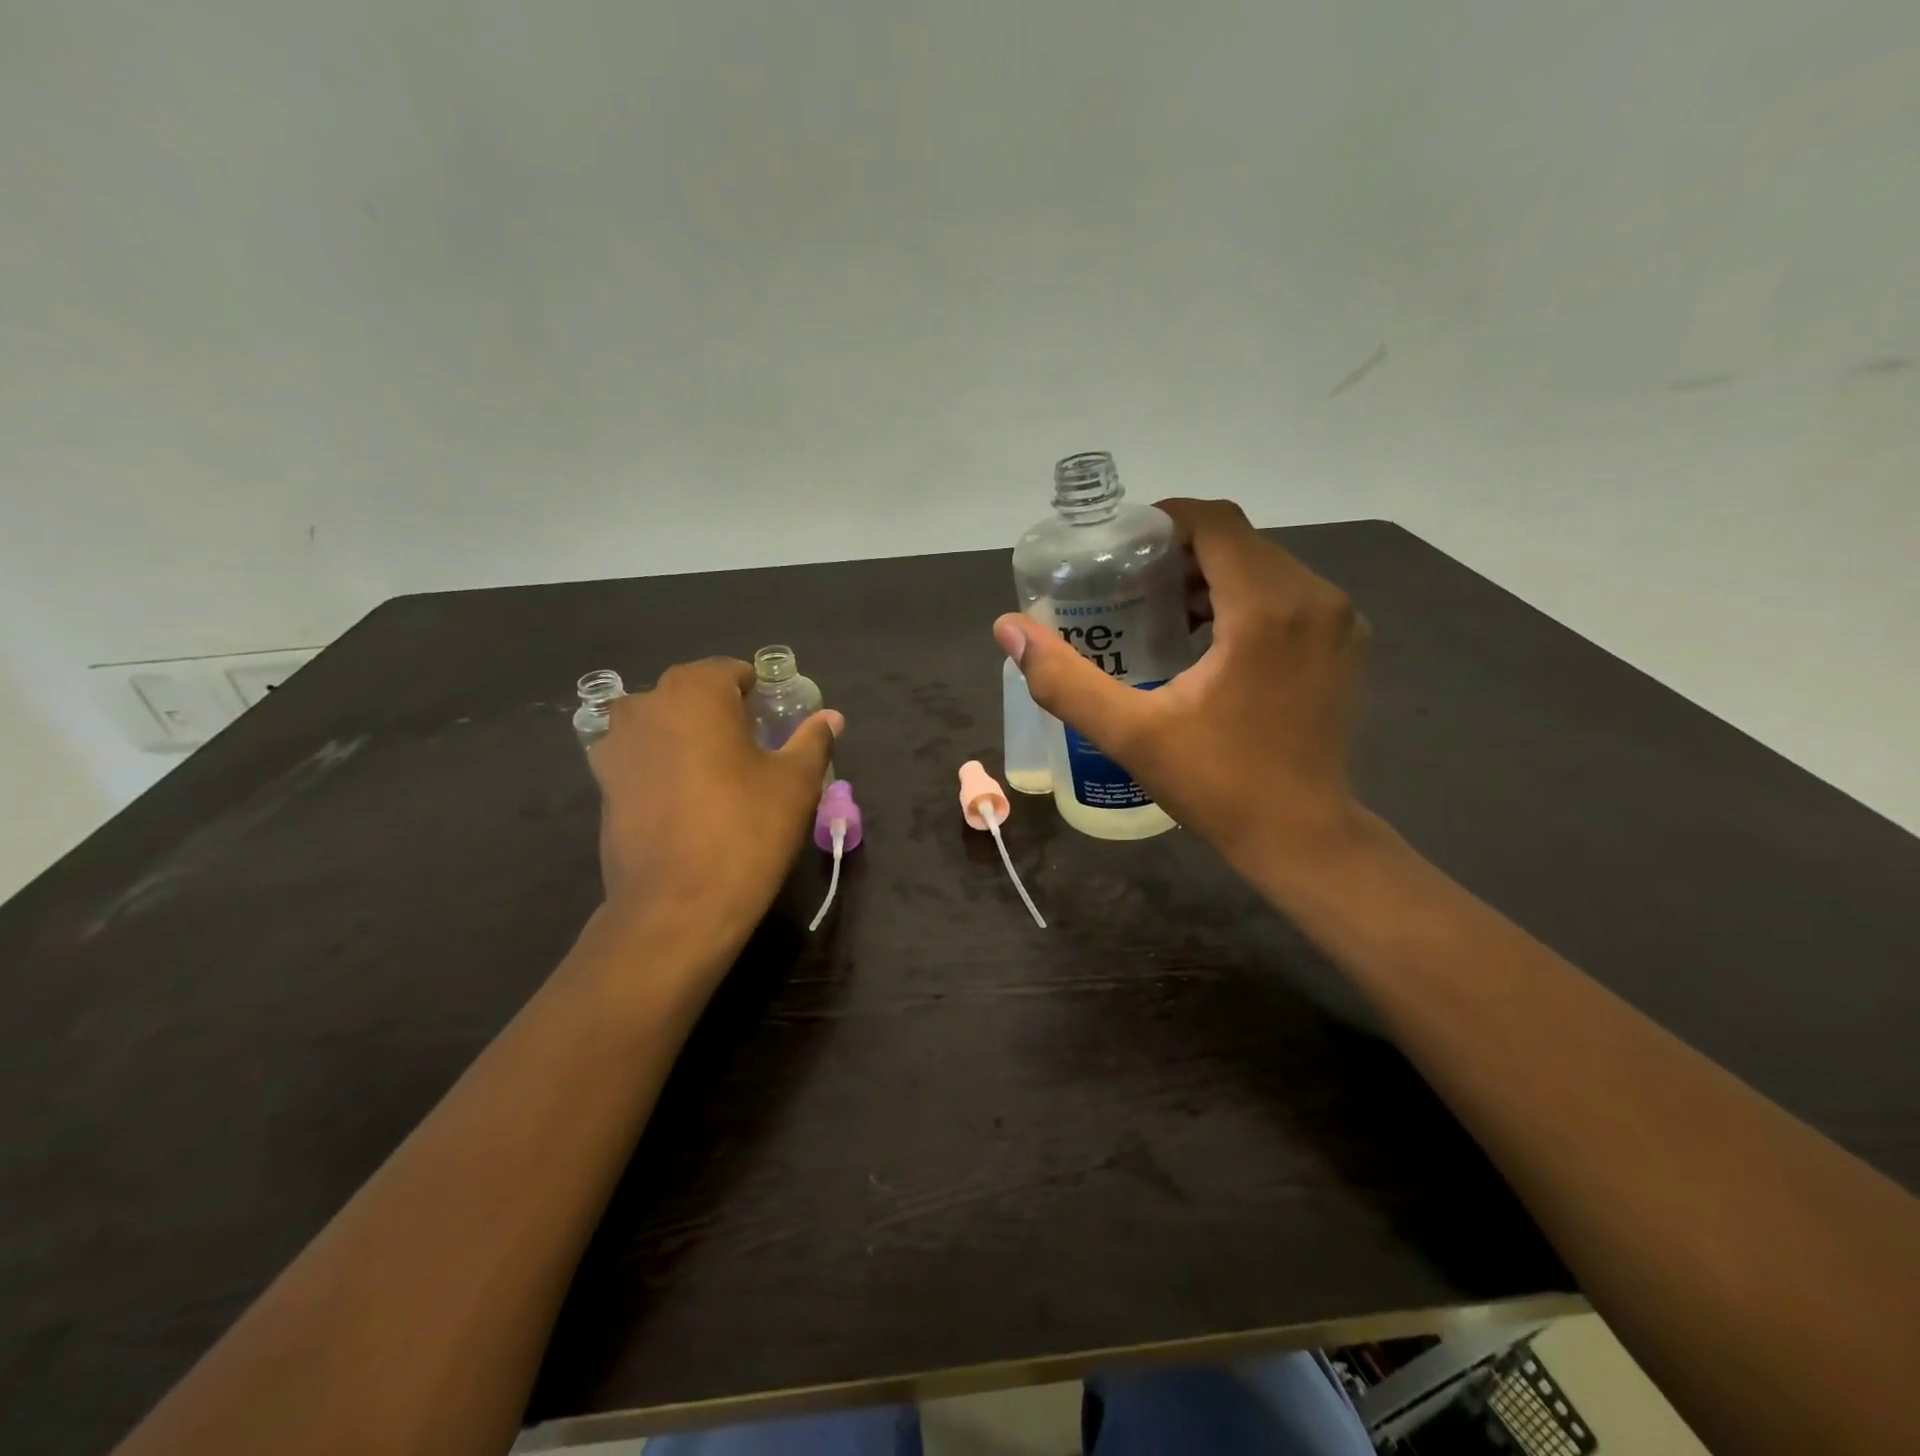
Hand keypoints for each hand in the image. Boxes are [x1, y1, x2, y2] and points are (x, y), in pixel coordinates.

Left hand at [589, 659, 842, 966]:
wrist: (676, 905)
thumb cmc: (745, 830)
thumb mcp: (795, 782)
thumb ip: (813, 739)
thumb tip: (831, 717)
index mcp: (695, 691)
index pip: (733, 672)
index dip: (760, 695)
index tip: (777, 725)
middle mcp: (646, 704)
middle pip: (694, 695)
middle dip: (723, 714)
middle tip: (755, 752)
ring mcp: (616, 744)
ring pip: (664, 725)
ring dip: (689, 738)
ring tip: (719, 777)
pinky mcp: (602, 784)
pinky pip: (643, 758)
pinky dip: (664, 766)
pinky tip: (686, 801)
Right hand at [994, 499, 1367, 886]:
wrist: (1303, 837)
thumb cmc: (1218, 784)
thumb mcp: (1130, 734)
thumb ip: (1065, 680)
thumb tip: (1008, 628)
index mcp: (1267, 608)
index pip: (1216, 523)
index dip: (1165, 521)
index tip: (1122, 548)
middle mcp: (1315, 598)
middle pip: (1240, 542)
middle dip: (1182, 553)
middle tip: (1129, 586)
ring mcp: (1340, 621)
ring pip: (1266, 566)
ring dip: (1213, 577)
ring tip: (1161, 613)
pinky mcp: (1347, 644)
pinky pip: (1290, 594)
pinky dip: (1245, 599)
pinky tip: (1210, 641)